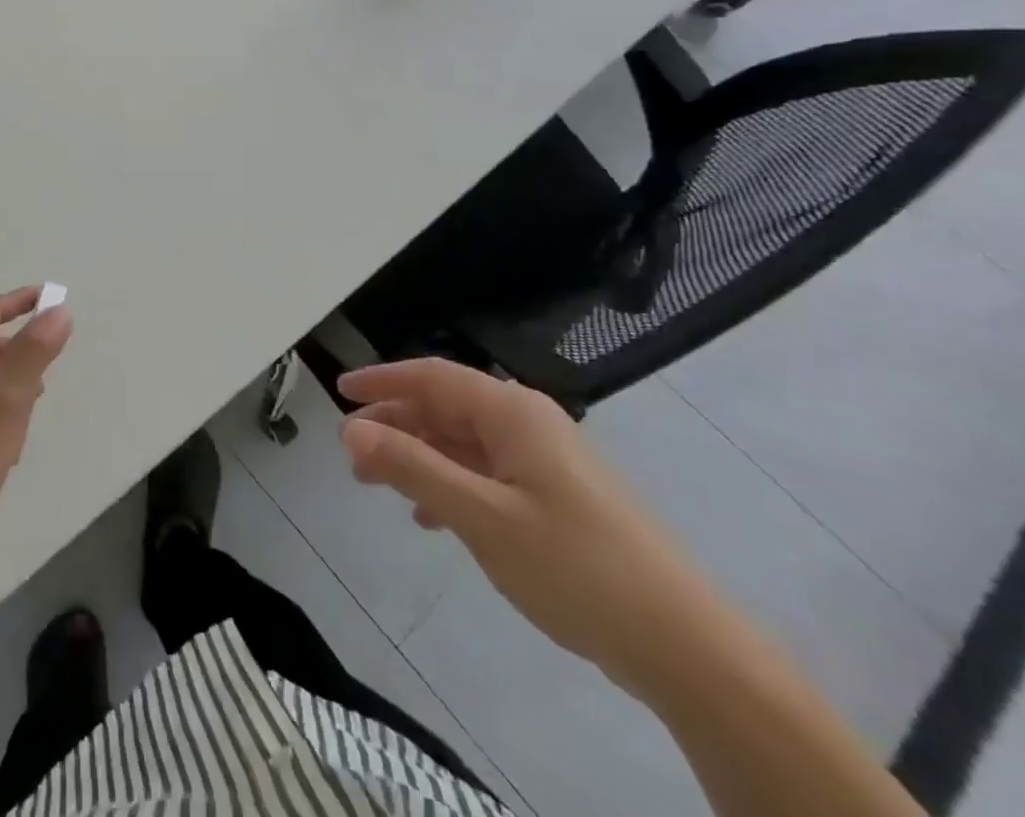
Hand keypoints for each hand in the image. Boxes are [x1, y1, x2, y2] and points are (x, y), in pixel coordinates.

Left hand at [0, 288, 72, 579]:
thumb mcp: (5, 401)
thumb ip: (32, 353)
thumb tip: (59, 310)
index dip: (21, 301)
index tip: (54, 299)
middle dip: (22, 350)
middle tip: (48, 374)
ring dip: (14, 383)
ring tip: (32, 413)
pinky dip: (3, 409)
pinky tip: (12, 443)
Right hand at [338, 359, 720, 696]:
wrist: (686, 647)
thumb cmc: (575, 567)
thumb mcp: (480, 516)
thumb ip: (412, 467)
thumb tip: (350, 428)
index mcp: (512, 412)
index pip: (431, 376)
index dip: (381, 380)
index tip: (338, 391)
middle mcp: (528, 423)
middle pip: (445, 407)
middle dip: (395, 425)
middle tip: (351, 454)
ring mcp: (546, 460)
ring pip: (464, 442)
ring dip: (418, 457)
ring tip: (378, 485)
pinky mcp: (558, 496)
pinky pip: (487, 473)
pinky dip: (451, 484)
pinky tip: (432, 518)